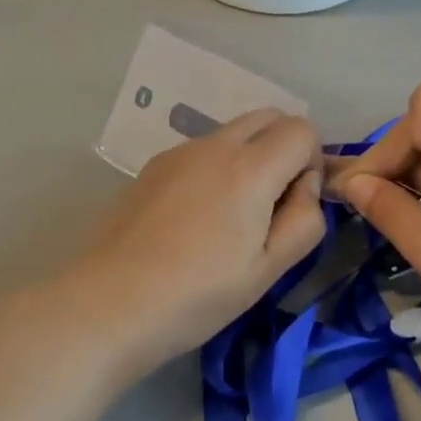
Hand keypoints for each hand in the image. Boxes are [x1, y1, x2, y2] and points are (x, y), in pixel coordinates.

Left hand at [69, 110, 325, 372]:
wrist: (109, 303)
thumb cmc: (197, 294)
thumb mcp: (268, 269)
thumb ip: (305, 219)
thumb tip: (304, 186)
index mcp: (249, 168)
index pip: (302, 129)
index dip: (312, 162)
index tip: (294, 204)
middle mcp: (214, 145)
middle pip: (269, 116)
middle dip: (284, 148)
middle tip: (271, 204)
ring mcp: (178, 152)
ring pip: (233, 132)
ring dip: (249, 157)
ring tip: (230, 217)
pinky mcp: (152, 166)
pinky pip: (202, 150)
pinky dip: (216, 167)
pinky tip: (194, 219)